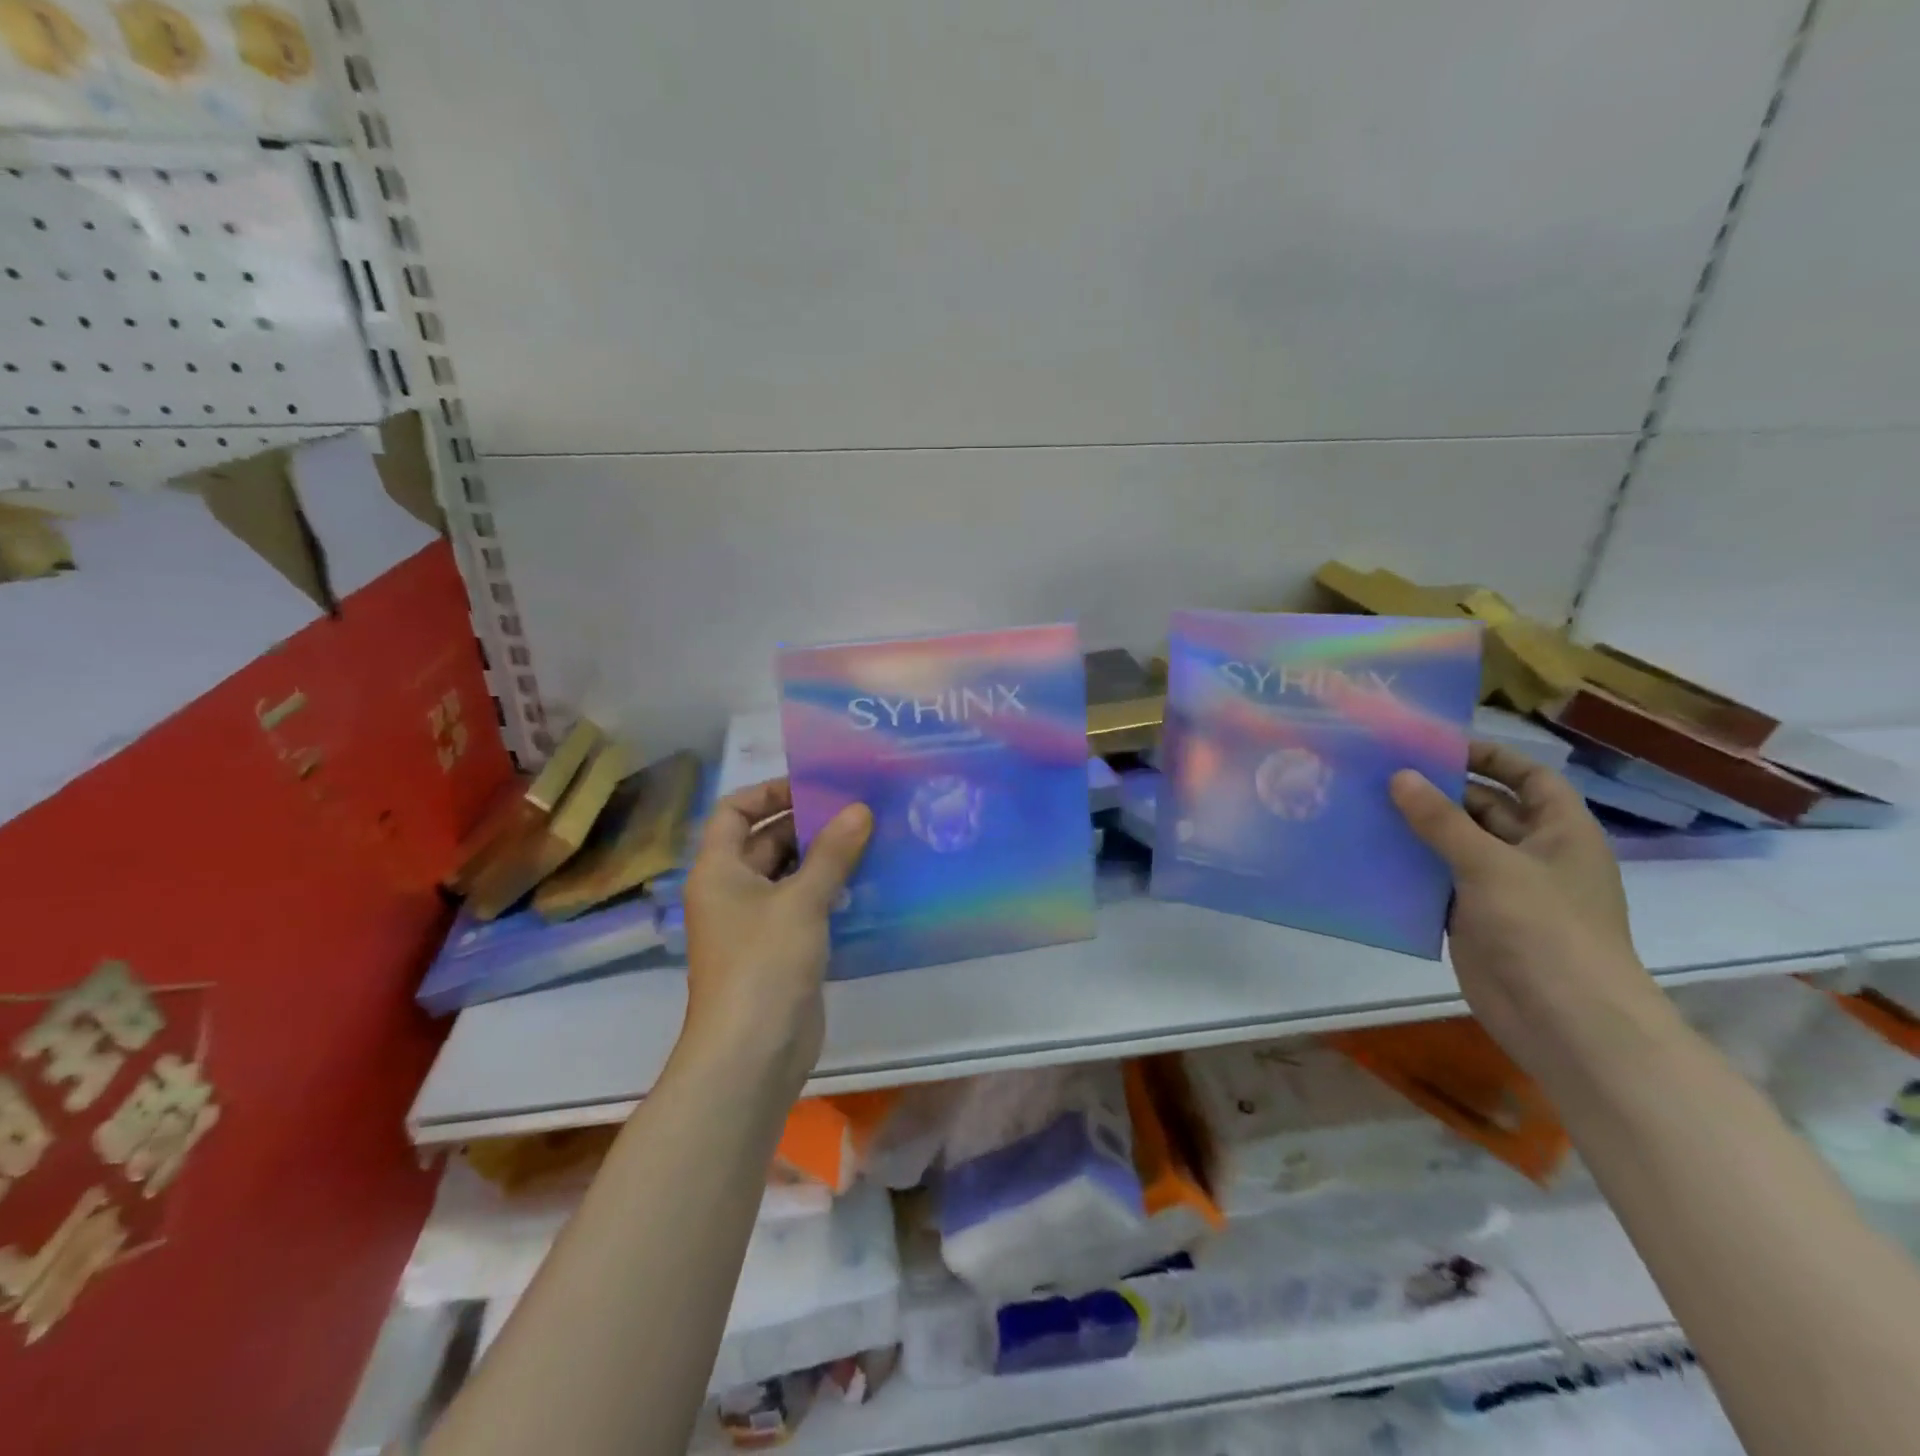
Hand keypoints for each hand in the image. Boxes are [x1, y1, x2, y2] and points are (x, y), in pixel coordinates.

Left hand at [681, 779, 872, 1091]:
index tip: (814, 786)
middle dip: (807, 823)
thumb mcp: (801, 901)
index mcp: (718, 870)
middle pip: (765, 841)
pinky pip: (803, 906)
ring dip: (823, 857)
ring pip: (789, 875)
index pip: (733, 811)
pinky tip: (866, 882)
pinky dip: (829, 890)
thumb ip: (832, 853)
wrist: (752, 1053)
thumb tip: (859, 808)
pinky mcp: (780, 949)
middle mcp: (731, 890)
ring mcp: (755, 923)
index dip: (768, 792)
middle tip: (856, 808)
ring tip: (869, 837)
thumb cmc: (764, 964)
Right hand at [1390, 741, 1664, 1077]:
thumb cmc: (1544, 929)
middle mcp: (1532, 855)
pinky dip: (1410, 869)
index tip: (1438, 746)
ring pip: (1455, 847)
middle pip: (1485, 809)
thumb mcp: (1490, 864)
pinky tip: (1370, 854)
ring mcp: (1501, 889)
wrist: (1564, 1021)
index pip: (1531, 779)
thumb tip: (1399, 775)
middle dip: (1440, 793)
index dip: (1492, 758)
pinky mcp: (1472, 919)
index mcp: (1560, 833)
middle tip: (1382, 774)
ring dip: (1418, 830)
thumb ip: (1441, 820)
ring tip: (1365, 806)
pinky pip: (1437, 882)